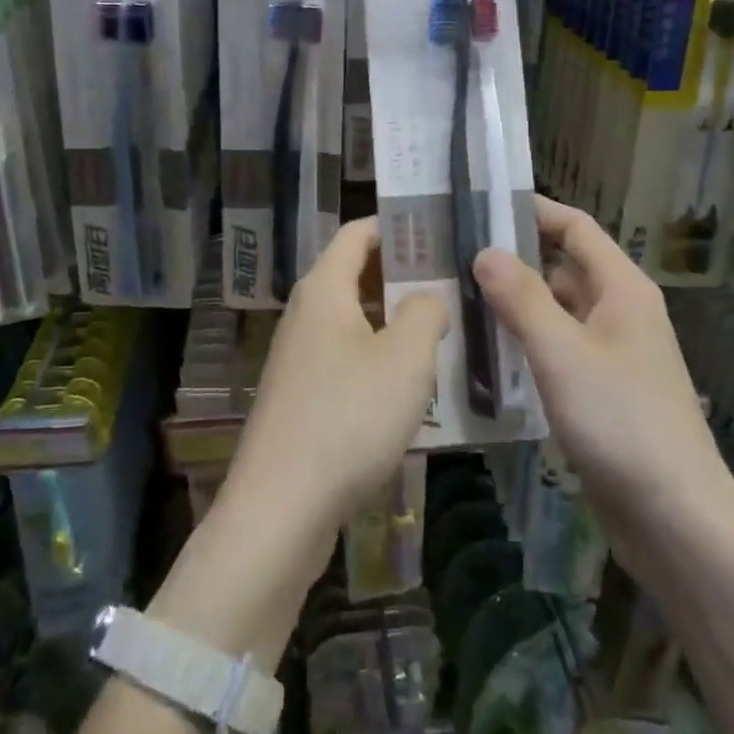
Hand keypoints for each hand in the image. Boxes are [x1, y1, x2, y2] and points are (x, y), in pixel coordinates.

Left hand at [226, 218, 449, 555]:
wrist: (280, 507)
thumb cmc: (348, 417)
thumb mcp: (406, 358)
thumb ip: (426, 312)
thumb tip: (428, 297)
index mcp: (324, 290)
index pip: (357, 234)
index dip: (395, 226)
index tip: (438, 230)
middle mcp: (305, 314)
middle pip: (355, 276)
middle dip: (402, 276)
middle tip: (454, 282)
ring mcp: (298, 358)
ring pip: (352, 322)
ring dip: (393, 322)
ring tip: (444, 332)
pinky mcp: (300, 397)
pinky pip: (345, 360)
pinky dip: (377, 360)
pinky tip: (411, 387)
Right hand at [473, 197, 733, 529]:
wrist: (675, 518)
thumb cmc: (621, 421)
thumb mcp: (562, 352)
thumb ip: (521, 298)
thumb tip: (485, 251)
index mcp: (621, 289)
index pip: (575, 227)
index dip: (533, 210)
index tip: (481, 203)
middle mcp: (619, 312)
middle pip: (563, 267)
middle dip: (514, 259)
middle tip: (454, 256)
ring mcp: (611, 354)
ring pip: (556, 312)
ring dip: (515, 304)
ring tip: (457, 298)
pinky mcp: (600, 391)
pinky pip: (557, 350)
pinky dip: (525, 343)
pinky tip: (485, 353)